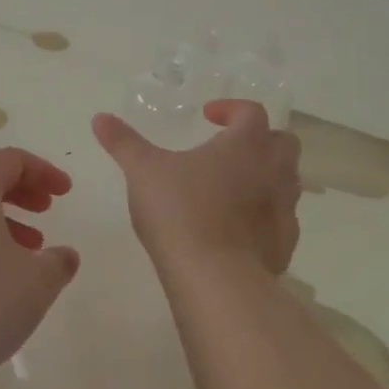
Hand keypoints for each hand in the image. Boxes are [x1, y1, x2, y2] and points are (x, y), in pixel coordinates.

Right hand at [92, 100, 301, 276]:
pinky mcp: (285, 244)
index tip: (207, 116)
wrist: (216, 278)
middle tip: (228, 149)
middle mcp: (273, 171)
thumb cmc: (180, 211)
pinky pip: (282, 219)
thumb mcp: (143, 171)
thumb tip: (100, 118)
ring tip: (232, 187)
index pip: (251, 112)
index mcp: (246, 145)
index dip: (231, 109)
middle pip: (282, 143)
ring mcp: (284, 210)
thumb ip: (123, 142)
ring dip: (265, 176)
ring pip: (287, 181)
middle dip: (260, 139)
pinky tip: (238, 227)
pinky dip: (265, 214)